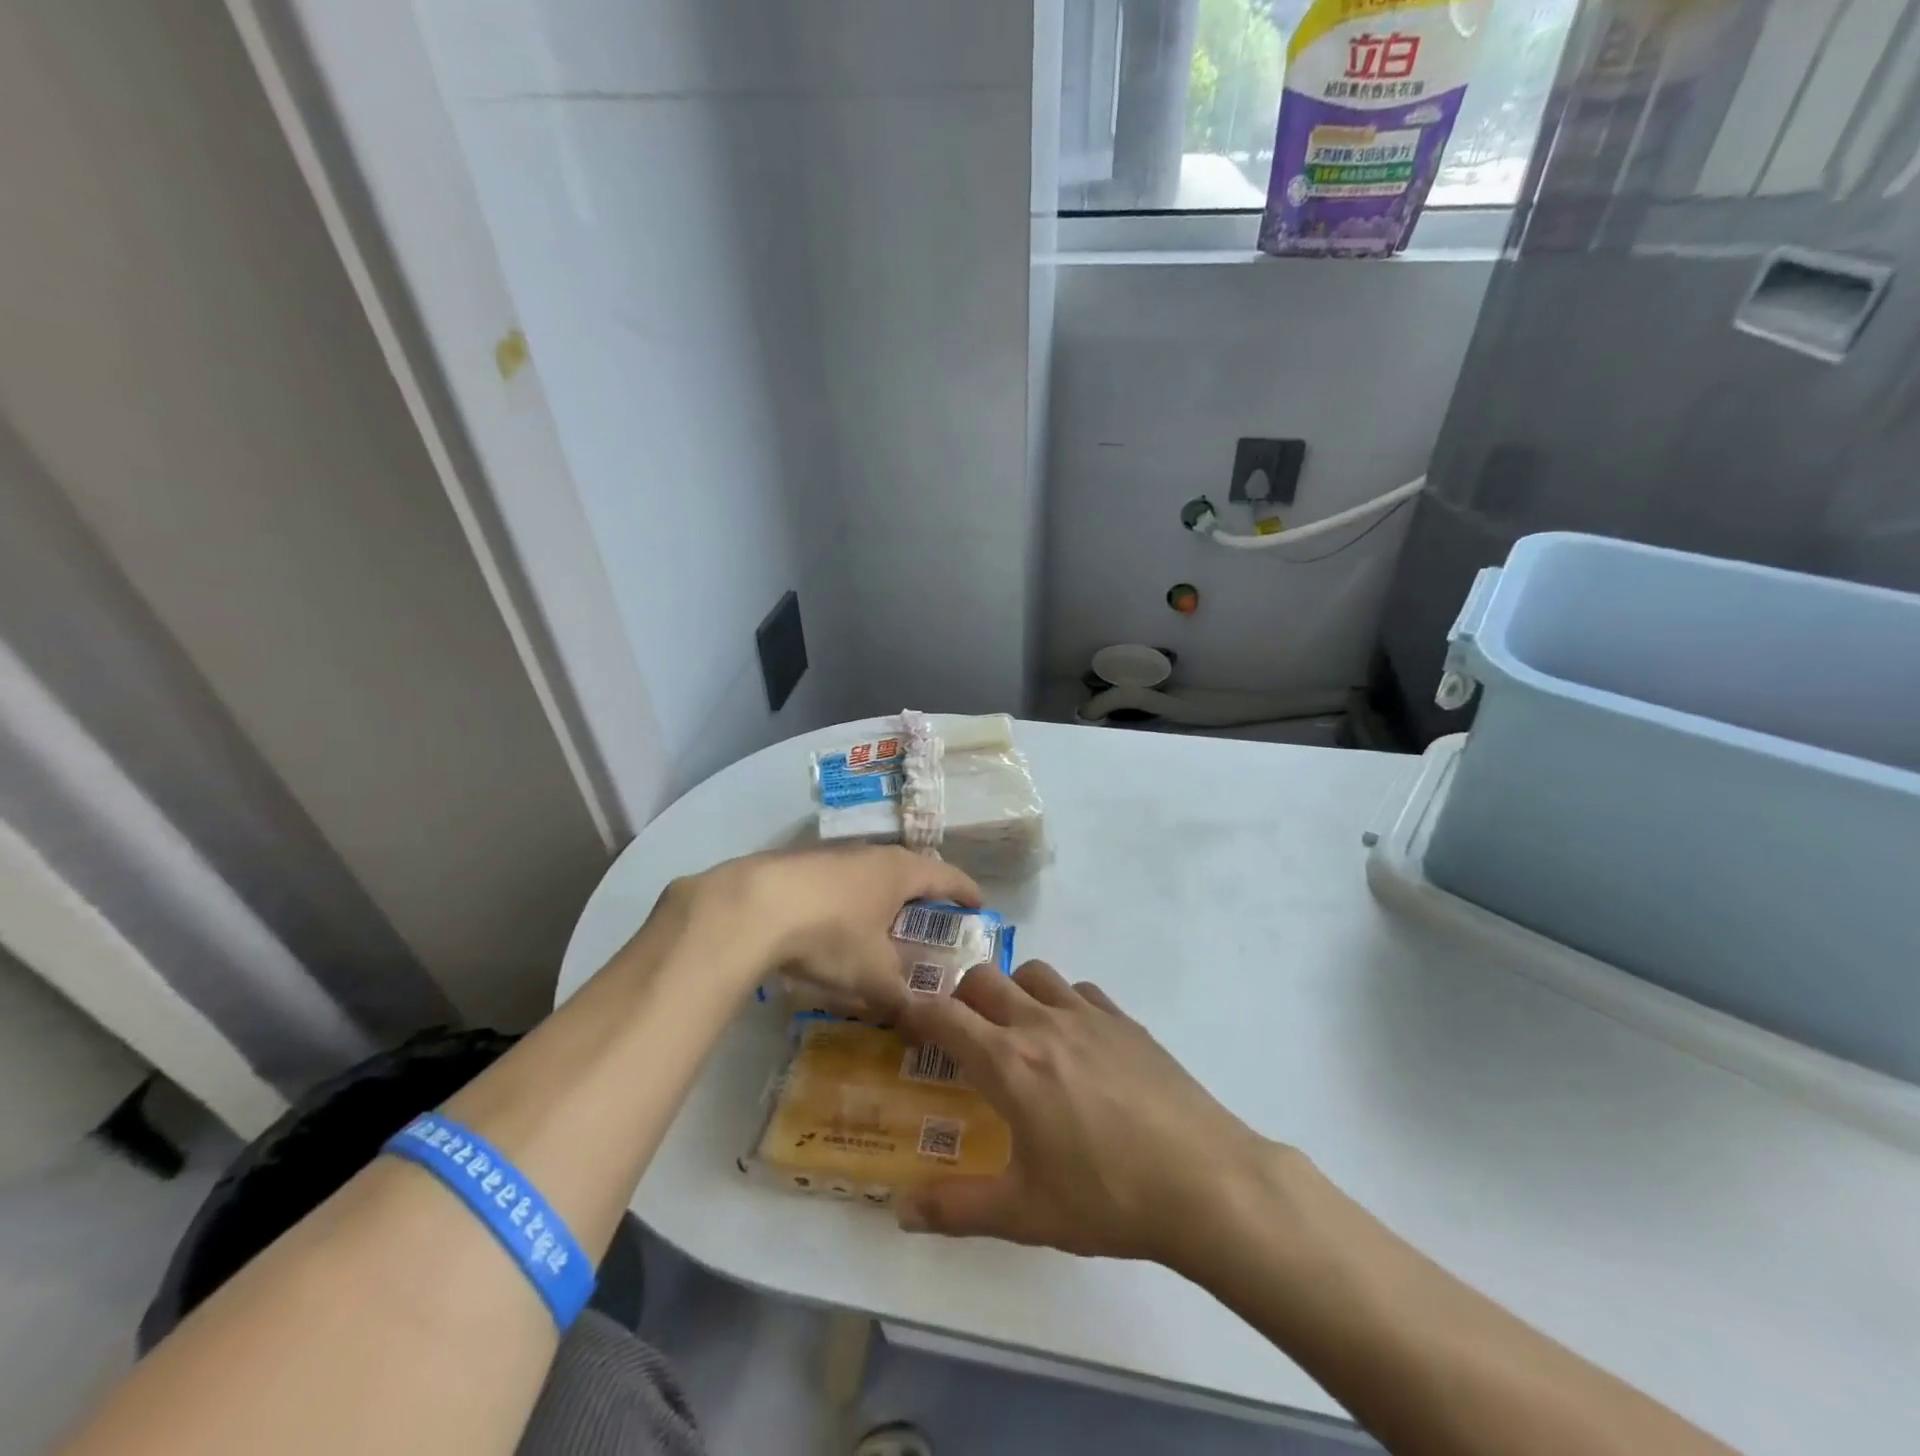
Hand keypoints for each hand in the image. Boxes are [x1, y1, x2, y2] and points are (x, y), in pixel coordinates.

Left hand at [664, 846, 981, 1014]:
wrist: (752, 907)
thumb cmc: (830, 935)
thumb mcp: (873, 976)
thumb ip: (903, 1000)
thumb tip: (922, 1022)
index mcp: (901, 872)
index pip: (948, 876)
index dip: (966, 892)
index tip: (979, 905)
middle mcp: (872, 855)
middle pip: (909, 870)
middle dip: (922, 895)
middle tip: (930, 921)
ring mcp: (834, 855)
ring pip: (871, 875)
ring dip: (881, 898)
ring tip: (882, 927)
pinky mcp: (800, 864)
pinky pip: (839, 882)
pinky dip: (849, 902)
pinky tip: (834, 928)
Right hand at [894, 961, 1288, 1268]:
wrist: (1204, 1180)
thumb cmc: (1106, 1197)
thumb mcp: (1025, 1214)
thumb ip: (956, 1209)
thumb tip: (900, 1211)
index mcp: (1009, 1062)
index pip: (944, 1016)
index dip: (915, 1011)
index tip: (902, 1019)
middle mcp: (1041, 1022)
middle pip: (985, 978)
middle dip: (961, 997)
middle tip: (961, 1034)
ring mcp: (1088, 1014)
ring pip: (1033, 973)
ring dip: (1013, 991)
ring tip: (1018, 1030)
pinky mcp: (1125, 1020)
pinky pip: (1080, 990)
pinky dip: (1062, 1001)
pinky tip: (1075, 1040)